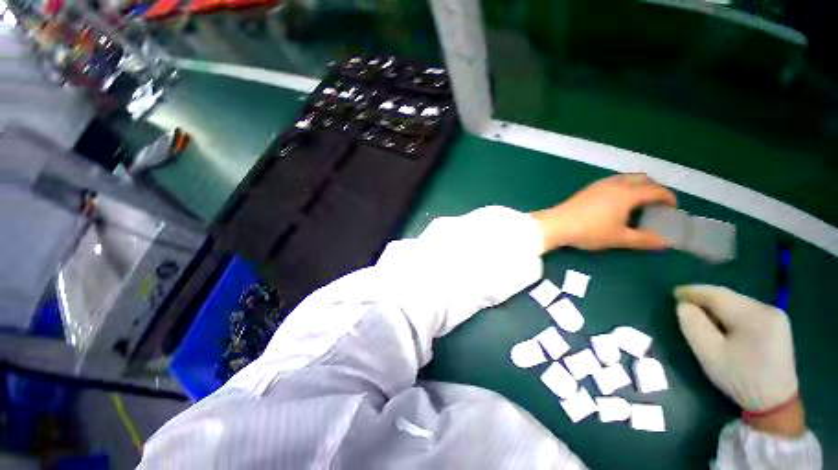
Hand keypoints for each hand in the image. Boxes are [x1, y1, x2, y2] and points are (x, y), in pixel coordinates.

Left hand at [532, 174, 676, 251]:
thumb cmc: (589, 231)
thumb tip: (666, 242)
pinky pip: (613, 181)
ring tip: (637, 203)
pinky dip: (623, 186)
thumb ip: (644, 239)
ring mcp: (600, 184)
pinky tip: (617, 202)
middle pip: (642, 179)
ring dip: (637, 186)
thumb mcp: (619, 238)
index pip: (656, 190)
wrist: (557, 224)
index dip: (668, 198)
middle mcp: (615, 184)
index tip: (672, 208)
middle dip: (654, 189)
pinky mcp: (588, 188)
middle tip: (656, 205)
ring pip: (626, 178)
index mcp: (627, 193)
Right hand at [675, 285, 805, 436]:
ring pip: (737, 304)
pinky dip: (729, 315)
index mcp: (753, 315)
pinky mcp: (777, 325)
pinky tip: (722, 325)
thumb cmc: (739, 378)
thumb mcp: (709, 353)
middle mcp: (768, 309)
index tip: (674, 294)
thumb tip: (684, 305)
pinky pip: (746, 311)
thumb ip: (693, 325)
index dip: (693, 292)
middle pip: (728, 298)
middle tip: (684, 307)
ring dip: (717, 308)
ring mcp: (776, 316)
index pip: (717, 295)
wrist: (774, 403)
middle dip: (705, 300)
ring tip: (701, 317)